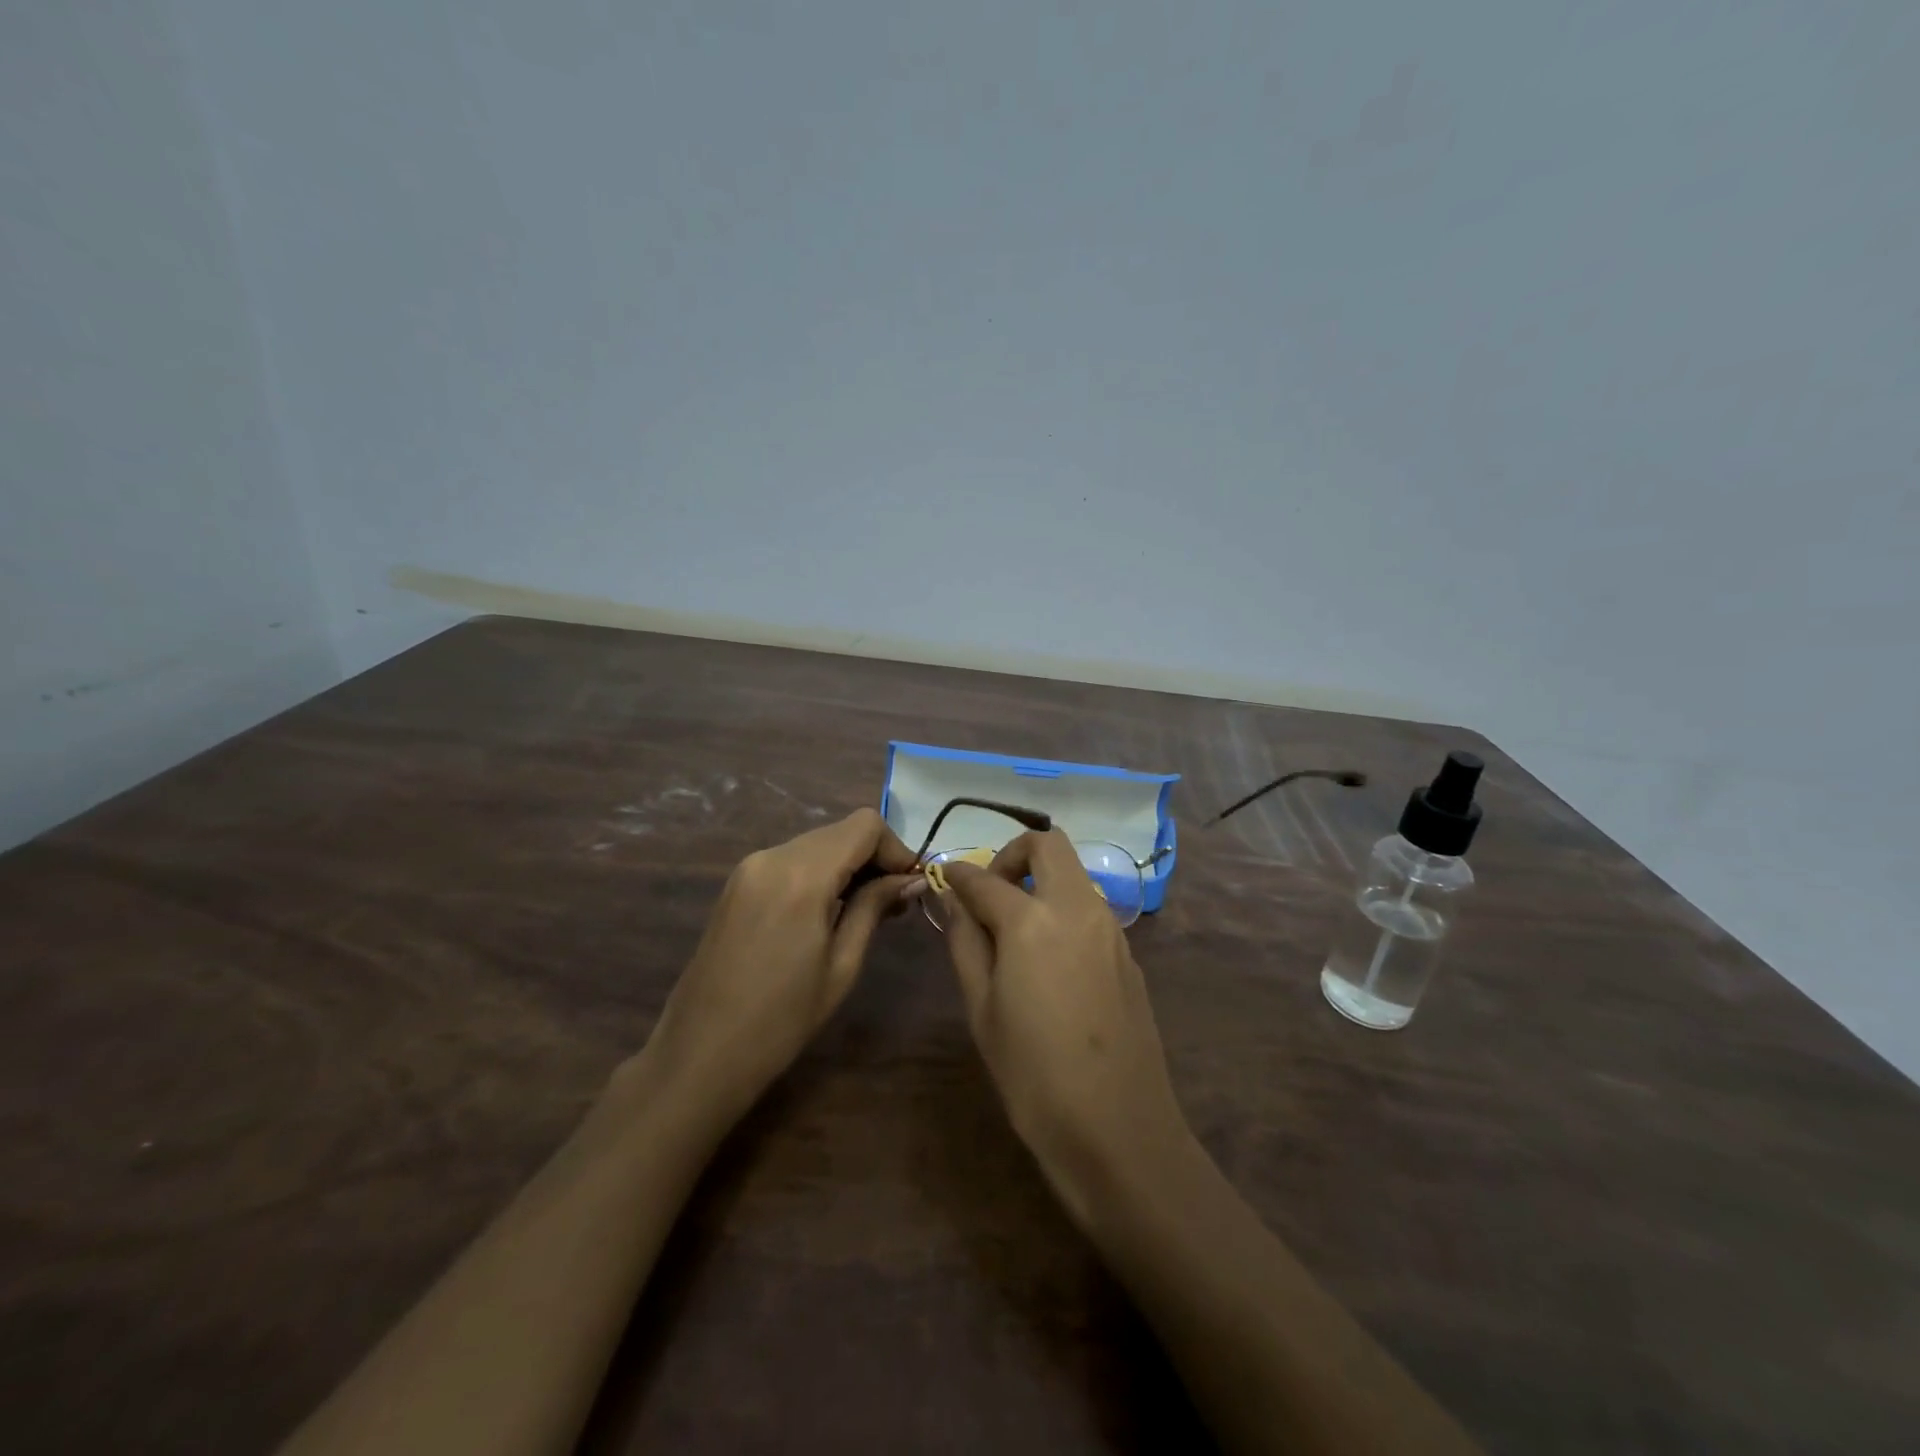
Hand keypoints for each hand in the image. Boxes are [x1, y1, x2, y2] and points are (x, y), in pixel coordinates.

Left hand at [647, 809, 919, 1118]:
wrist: (700, 1054)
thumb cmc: (781, 1020)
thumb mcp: (842, 965)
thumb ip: (874, 908)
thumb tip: (911, 878)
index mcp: (801, 875)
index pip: (864, 825)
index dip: (896, 849)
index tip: (909, 886)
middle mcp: (772, 856)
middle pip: (840, 831)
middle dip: (874, 857)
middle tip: (895, 902)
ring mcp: (749, 867)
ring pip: (816, 843)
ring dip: (847, 865)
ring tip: (865, 910)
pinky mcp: (737, 883)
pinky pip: (791, 860)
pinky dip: (819, 873)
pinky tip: (828, 912)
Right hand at [940, 830, 1193, 1226]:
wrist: (1118, 1129)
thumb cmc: (1033, 1075)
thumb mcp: (982, 1008)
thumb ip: (965, 941)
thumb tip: (952, 897)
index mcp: (1032, 920)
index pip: (985, 878)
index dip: (958, 873)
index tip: (943, 876)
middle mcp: (1077, 908)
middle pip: (1048, 845)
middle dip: (1012, 854)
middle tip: (990, 893)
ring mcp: (1110, 928)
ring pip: (1073, 874)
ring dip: (1041, 881)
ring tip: (1013, 930)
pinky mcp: (1128, 953)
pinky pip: (1090, 909)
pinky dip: (1062, 910)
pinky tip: (1048, 960)